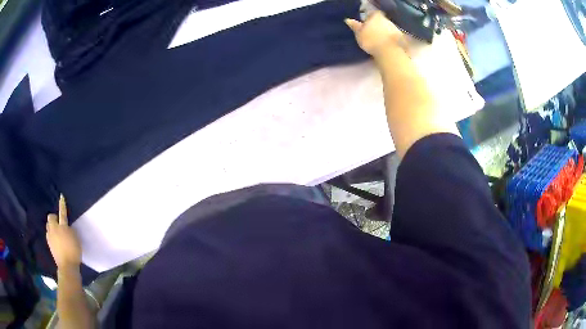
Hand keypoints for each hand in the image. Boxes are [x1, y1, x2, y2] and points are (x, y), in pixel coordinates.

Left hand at [46, 195, 81, 268]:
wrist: (67, 266)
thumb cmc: (74, 252)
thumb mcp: (76, 239)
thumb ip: (70, 230)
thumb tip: (67, 226)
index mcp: (62, 227)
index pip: (62, 212)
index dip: (62, 204)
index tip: (61, 197)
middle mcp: (54, 228)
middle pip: (51, 217)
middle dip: (54, 218)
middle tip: (59, 223)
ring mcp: (50, 236)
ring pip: (48, 225)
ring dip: (52, 226)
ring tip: (57, 232)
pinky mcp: (49, 243)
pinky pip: (48, 234)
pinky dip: (51, 234)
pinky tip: (55, 239)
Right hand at [345, 11, 404, 58]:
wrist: (389, 52)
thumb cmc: (371, 40)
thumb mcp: (359, 34)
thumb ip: (355, 26)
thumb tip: (348, 20)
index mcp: (376, 16)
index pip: (372, 13)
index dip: (369, 18)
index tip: (365, 24)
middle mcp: (387, 20)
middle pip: (381, 20)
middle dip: (377, 25)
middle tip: (371, 33)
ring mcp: (395, 29)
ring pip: (388, 28)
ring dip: (384, 32)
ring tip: (379, 41)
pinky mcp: (401, 39)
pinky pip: (393, 37)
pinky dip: (390, 39)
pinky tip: (386, 46)